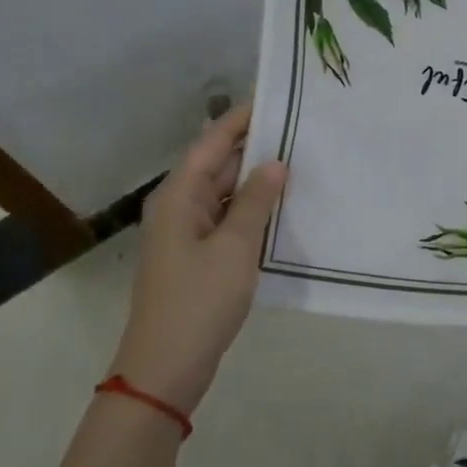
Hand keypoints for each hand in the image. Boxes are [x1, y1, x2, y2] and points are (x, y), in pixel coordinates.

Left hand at [110, 103, 286, 413]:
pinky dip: (251, 209)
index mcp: (179, 194)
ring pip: (224, 192)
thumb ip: (256, 201)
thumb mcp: (235, 247)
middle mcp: (179, 205)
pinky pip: (226, 218)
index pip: (212, 141)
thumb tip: (275, 162)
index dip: (242, 119)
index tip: (276, 99)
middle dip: (255, 146)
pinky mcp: (197, 255)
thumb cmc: (199, 300)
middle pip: (217, 163)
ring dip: (255, 179)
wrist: (166, 367)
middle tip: (300, 130)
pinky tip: (281, 207)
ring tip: (299, 161)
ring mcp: (187, 232)